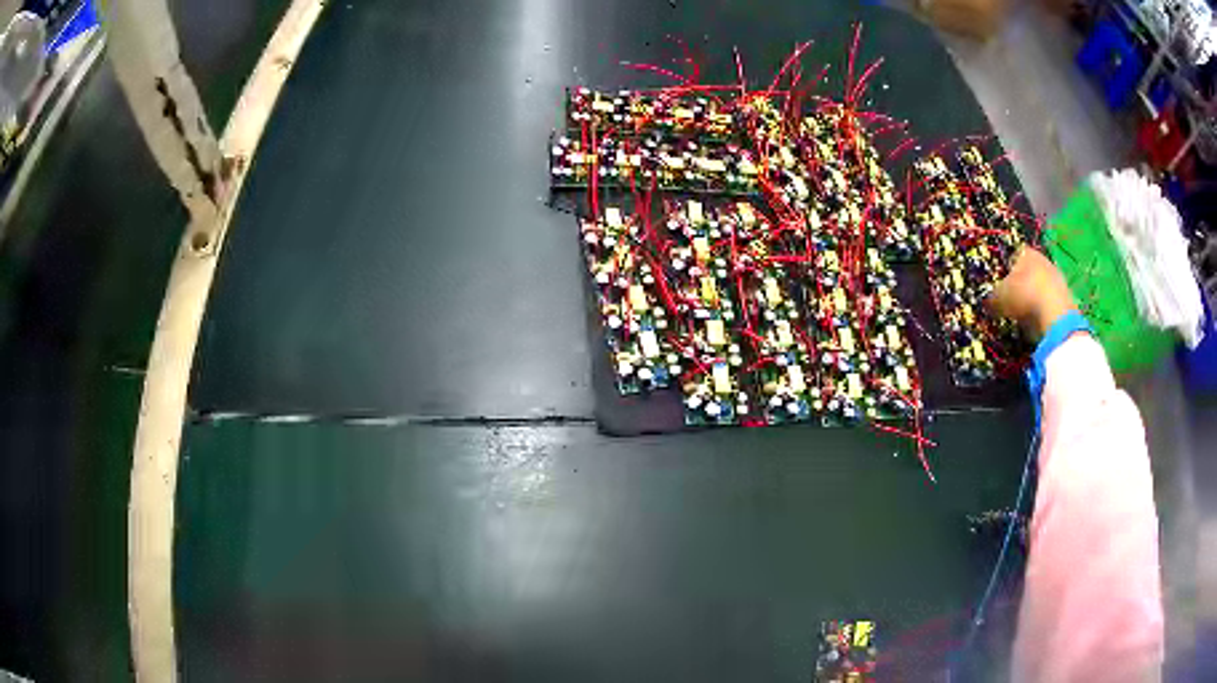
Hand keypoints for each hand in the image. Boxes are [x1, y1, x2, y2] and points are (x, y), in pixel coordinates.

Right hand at [987, 247, 1076, 341]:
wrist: (1056, 315)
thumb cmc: (1024, 296)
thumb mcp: (999, 298)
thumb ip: (991, 297)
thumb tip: (986, 300)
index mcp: (1025, 252)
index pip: (1012, 256)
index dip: (1004, 271)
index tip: (998, 286)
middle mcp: (1041, 258)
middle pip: (1027, 271)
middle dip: (1019, 284)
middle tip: (1010, 301)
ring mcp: (1056, 276)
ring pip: (1038, 285)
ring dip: (1032, 297)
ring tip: (1022, 314)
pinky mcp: (1065, 295)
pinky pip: (1048, 300)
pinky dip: (1042, 309)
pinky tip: (1036, 320)